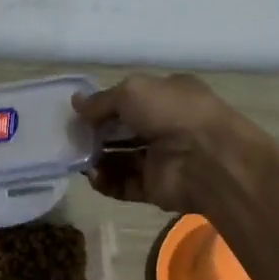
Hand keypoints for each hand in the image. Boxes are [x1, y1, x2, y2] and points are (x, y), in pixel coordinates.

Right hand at [72, 73, 249, 215]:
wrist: (208, 159)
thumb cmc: (172, 113)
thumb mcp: (132, 91)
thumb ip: (101, 100)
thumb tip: (75, 103)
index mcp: (167, 97)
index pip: (129, 101)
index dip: (103, 106)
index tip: (78, 114)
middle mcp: (165, 126)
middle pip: (122, 132)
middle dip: (96, 135)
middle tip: (71, 138)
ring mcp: (160, 159)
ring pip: (120, 160)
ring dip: (97, 160)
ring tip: (77, 160)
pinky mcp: (155, 188)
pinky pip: (124, 185)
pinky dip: (106, 182)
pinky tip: (92, 176)